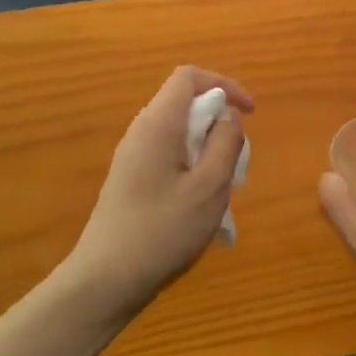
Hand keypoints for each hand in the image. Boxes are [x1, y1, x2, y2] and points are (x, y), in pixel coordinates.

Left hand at [68, 66, 252, 317]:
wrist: (106, 278)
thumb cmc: (163, 231)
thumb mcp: (209, 188)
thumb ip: (225, 144)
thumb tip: (228, 117)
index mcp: (158, 124)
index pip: (189, 77)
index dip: (224, 85)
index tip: (249, 113)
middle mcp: (141, 131)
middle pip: (184, 103)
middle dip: (217, 122)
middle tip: (236, 160)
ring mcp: (131, 156)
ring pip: (178, 132)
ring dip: (206, 147)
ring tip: (221, 186)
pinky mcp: (129, 178)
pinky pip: (167, 154)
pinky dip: (190, 164)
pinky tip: (198, 204)